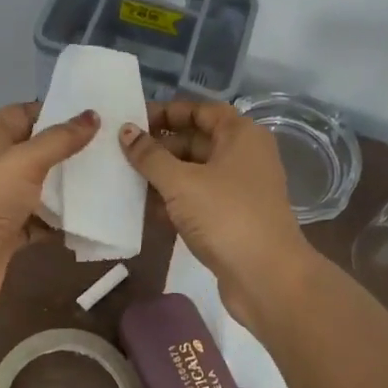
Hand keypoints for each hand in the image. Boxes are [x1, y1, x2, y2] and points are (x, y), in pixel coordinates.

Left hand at [0, 103, 99, 347]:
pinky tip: (94, 216)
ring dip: (69, 187)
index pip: (25, 114)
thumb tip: (93, 115)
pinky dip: (62, 220)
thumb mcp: (24, 161)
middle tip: (114, 147)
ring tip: (113, 178)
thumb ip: (60, 139)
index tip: (98, 115)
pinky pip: (41, 220)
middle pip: (35, 151)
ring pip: (40, 187)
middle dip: (70, 151)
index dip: (58, 112)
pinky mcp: (7, 233)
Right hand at [120, 100, 316, 329]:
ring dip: (162, 176)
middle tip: (120, 152)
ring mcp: (239, 189)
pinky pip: (198, 199)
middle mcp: (244, 156)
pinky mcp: (232, 218)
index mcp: (240, 135)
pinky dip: (174, 201)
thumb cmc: (225, 216)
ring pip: (194, 173)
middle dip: (159, 146)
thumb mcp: (181, 182)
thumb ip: (150, 156)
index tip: (133, 121)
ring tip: (124, 179)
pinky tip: (144, 209)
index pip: (200, 110)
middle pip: (196, 140)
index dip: (167, 112)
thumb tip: (126, 130)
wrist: (266, 277)